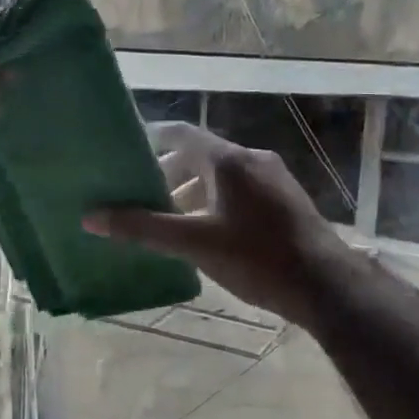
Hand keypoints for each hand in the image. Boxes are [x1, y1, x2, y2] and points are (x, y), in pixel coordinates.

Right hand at [84, 122, 349, 326]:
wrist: (327, 285)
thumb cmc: (257, 257)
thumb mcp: (194, 243)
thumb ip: (142, 228)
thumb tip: (90, 218)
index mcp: (228, 160)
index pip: (180, 133)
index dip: (151, 138)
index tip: (125, 151)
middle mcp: (252, 160)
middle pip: (199, 155)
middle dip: (168, 173)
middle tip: (141, 196)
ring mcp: (273, 179)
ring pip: (221, 175)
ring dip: (192, 191)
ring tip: (169, 220)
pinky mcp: (285, 201)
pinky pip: (240, 190)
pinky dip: (215, 202)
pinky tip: (207, 233)